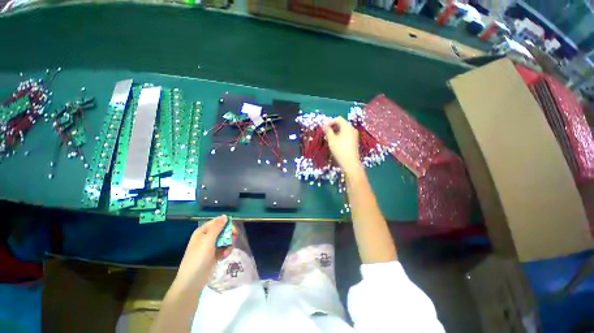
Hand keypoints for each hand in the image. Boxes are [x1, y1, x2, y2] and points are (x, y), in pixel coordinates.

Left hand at [173, 215, 236, 292]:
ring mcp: (211, 246)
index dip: (227, 225)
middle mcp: (207, 237)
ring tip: (226, 252)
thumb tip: (225, 216)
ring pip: (225, 239)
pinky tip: (224, 257)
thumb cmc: (198, 259)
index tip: (234, 231)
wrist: (192, 282)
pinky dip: (226, 251)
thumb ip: (217, 227)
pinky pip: (224, 248)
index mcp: (203, 231)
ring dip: (228, 244)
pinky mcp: (215, 254)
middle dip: (229, 236)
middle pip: (223, 230)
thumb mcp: (207, 241)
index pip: (218, 222)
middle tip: (232, 242)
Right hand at [323, 117, 360, 172]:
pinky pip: (347, 134)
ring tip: (331, 138)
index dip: (330, 122)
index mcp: (347, 127)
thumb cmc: (339, 150)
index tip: (325, 128)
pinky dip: (341, 135)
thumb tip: (324, 125)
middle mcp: (352, 129)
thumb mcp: (331, 140)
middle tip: (327, 133)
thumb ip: (327, 131)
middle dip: (334, 126)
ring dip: (337, 131)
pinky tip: (337, 142)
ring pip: (345, 129)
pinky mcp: (355, 140)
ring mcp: (355, 135)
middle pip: (342, 123)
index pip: (338, 119)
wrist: (350, 162)